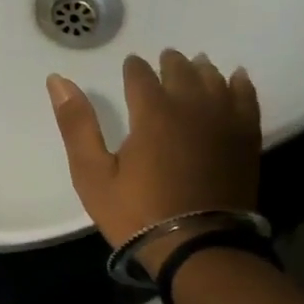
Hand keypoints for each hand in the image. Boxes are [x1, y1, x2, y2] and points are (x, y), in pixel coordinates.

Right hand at [47, 51, 261, 276]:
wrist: (197, 246)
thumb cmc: (136, 211)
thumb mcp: (92, 173)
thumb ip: (76, 124)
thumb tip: (57, 80)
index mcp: (152, 113)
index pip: (142, 76)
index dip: (134, 68)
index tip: (131, 63)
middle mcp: (191, 107)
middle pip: (183, 73)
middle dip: (171, 63)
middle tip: (166, 58)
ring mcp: (224, 122)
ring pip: (215, 81)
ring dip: (203, 70)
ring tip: (197, 64)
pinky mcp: (245, 140)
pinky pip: (246, 99)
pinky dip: (240, 84)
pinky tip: (236, 78)